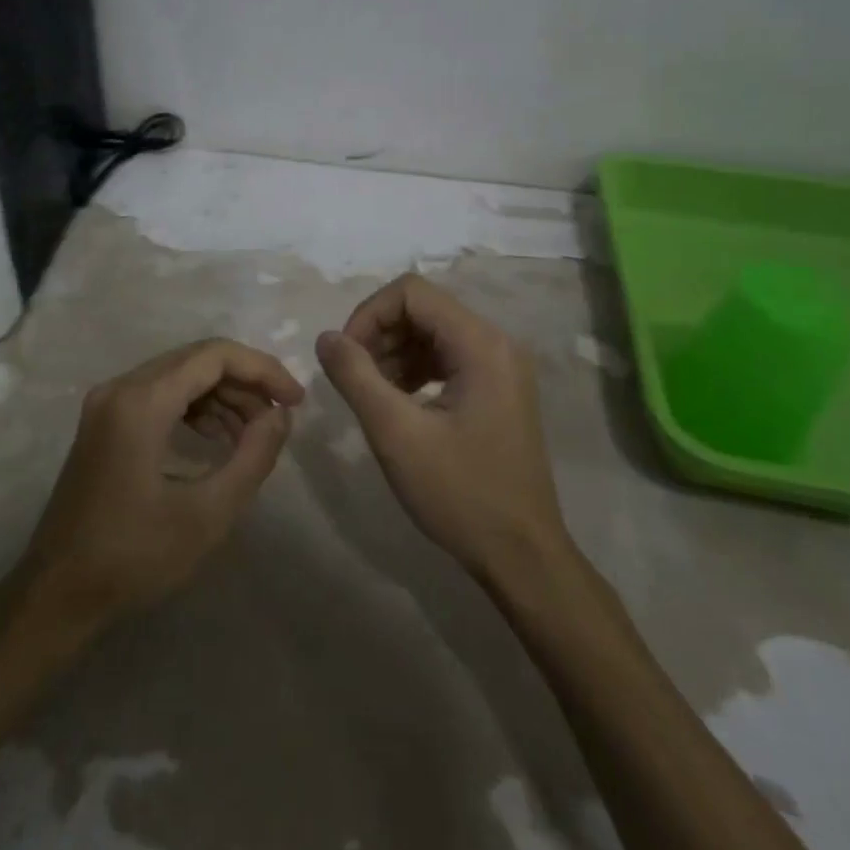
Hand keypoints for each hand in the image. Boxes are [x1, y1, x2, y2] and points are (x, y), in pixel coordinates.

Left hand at [19, 339, 303, 626]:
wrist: (57, 593)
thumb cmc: (134, 557)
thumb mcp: (207, 514)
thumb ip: (253, 457)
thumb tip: (280, 416)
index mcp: (141, 401)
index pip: (214, 356)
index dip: (262, 370)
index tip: (295, 400)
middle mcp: (121, 387)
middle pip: (197, 360)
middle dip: (245, 383)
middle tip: (278, 420)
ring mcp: (108, 402)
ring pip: (179, 374)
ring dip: (222, 395)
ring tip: (253, 434)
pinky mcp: (105, 420)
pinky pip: (160, 393)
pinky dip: (195, 406)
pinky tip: (216, 438)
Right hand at [316, 274, 567, 579]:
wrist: (522, 556)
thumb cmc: (460, 494)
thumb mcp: (396, 434)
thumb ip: (355, 376)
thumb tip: (326, 337)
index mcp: (480, 344)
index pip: (411, 293)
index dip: (369, 314)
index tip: (345, 356)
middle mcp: (496, 343)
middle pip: (423, 309)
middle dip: (380, 334)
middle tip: (353, 376)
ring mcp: (500, 366)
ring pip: (432, 332)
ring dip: (394, 352)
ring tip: (370, 392)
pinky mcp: (497, 389)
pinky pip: (447, 357)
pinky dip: (414, 369)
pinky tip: (396, 401)